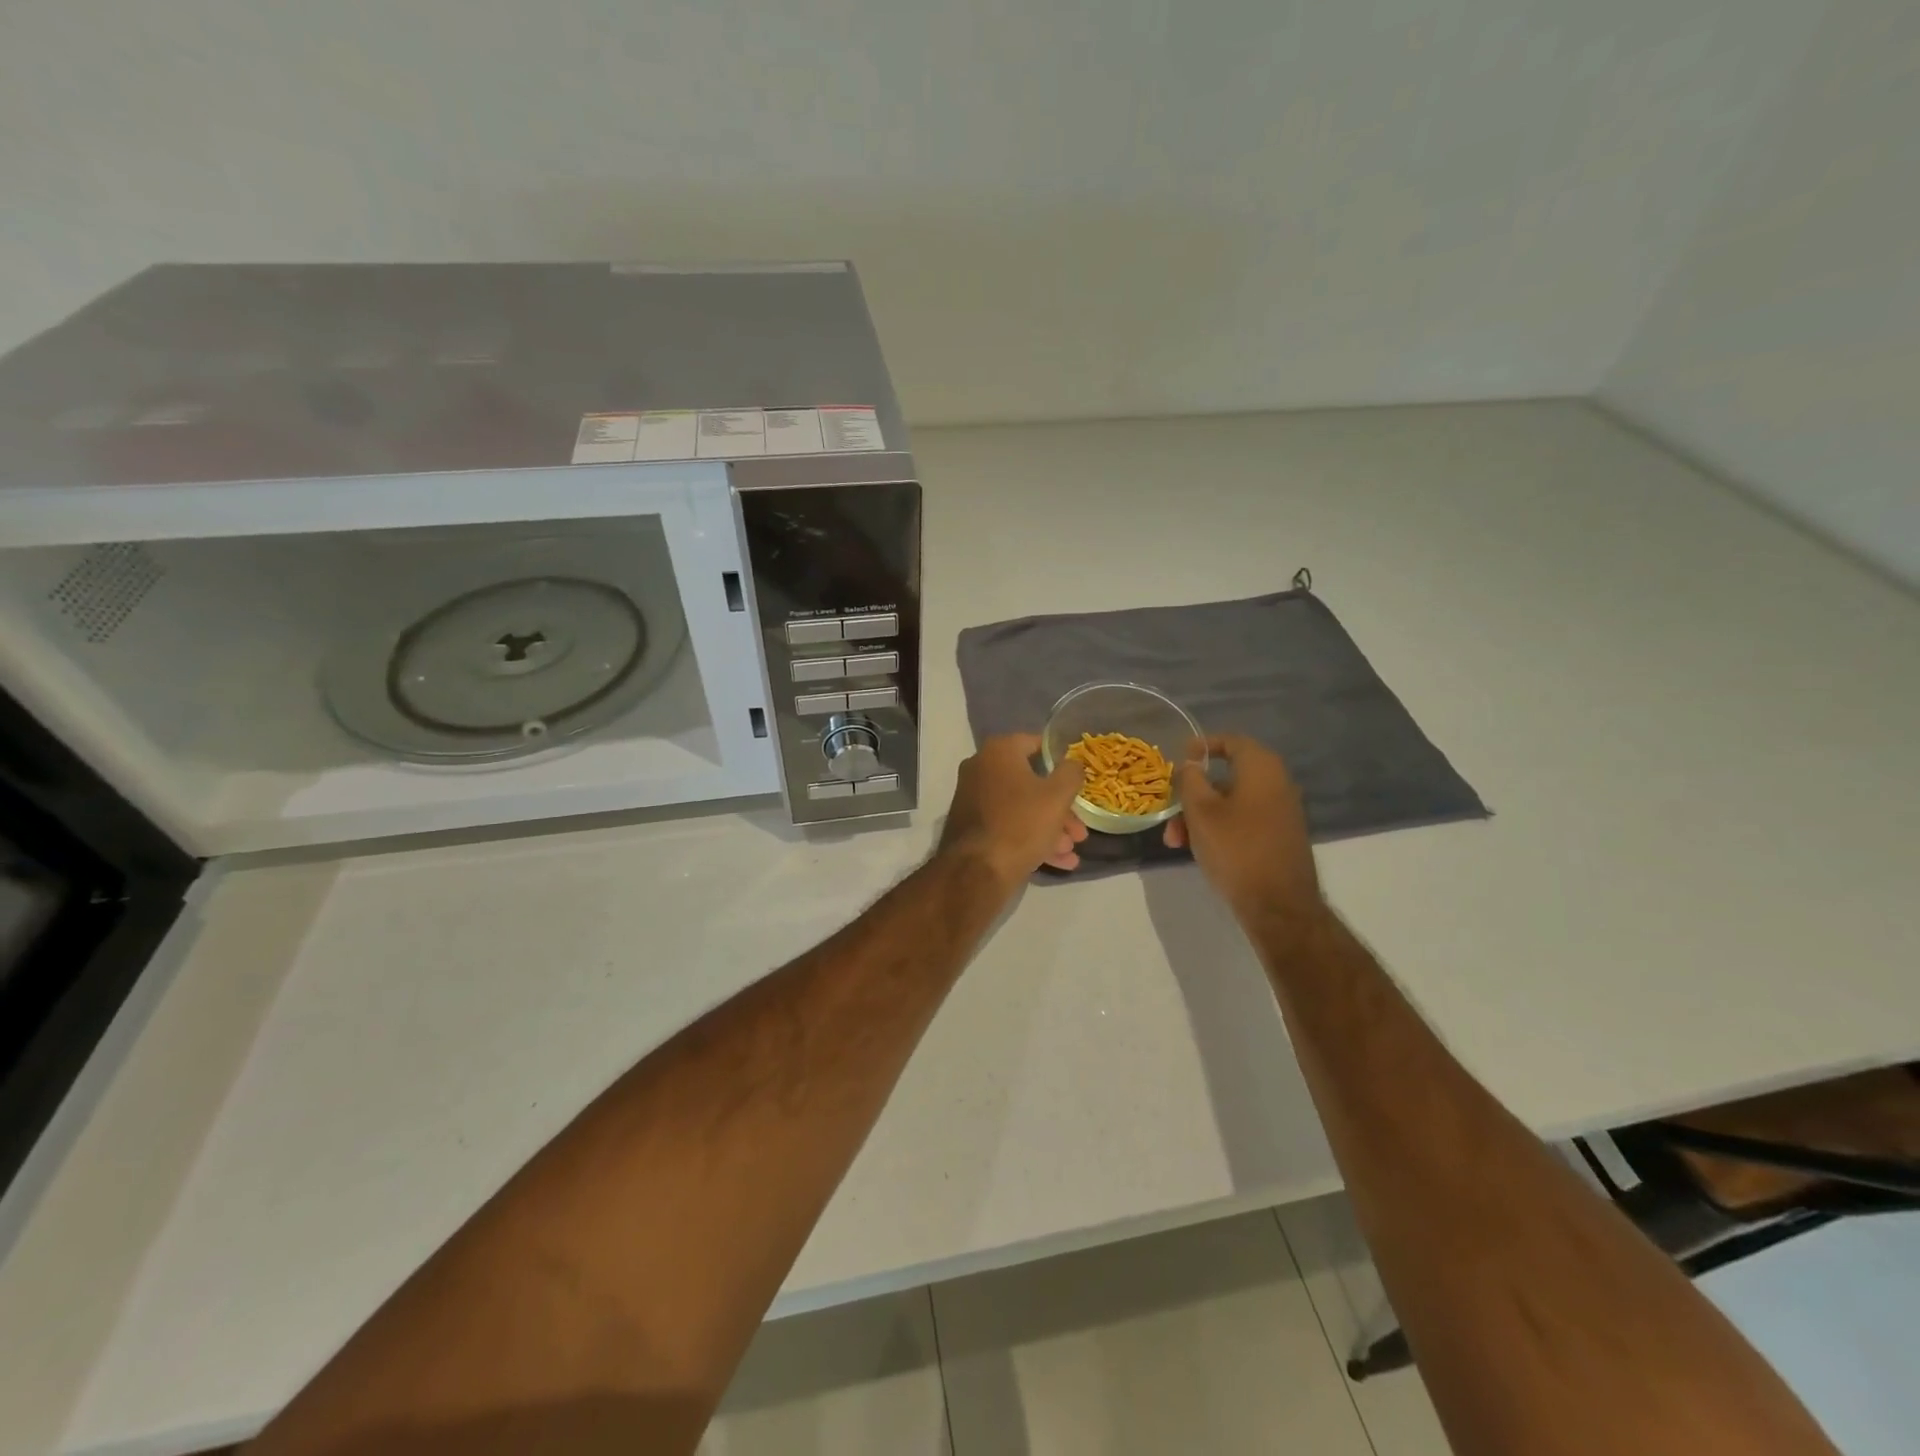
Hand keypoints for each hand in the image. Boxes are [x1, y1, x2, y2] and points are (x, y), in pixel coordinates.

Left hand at [939, 734, 1088, 889]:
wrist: (977, 870)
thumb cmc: (1021, 823)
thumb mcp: (1057, 796)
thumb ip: (1071, 773)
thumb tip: (1072, 763)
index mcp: (998, 752)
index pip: (1036, 744)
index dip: (1061, 760)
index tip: (1077, 778)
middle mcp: (981, 769)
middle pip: (1031, 783)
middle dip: (1060, 808)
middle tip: (1079, 830)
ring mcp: (973, 799)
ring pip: (1021, 808)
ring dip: (1049, 827)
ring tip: (1071, 850)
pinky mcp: (971, 826)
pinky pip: (1007, 825)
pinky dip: (1030, 838)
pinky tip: (1058, 861)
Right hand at [1164, 735, 1322, 922]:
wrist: (1279, 905)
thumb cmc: (1236, 849)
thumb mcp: (1201, 812)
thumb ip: (1191, 781)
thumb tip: (1191, 765)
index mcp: (1262, 769)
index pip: (1232, 741)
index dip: (1203, 745)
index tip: (1180, 757)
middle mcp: (1277, 784)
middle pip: (1228, 777)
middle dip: (1193, 794)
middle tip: (1170, 814)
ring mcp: (1282, 812)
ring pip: (1232, 802)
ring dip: (1201, 816)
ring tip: (1176, 842)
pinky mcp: (1280, 837)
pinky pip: (1244, 820)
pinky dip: (1220, 827)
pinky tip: (1200, 850)